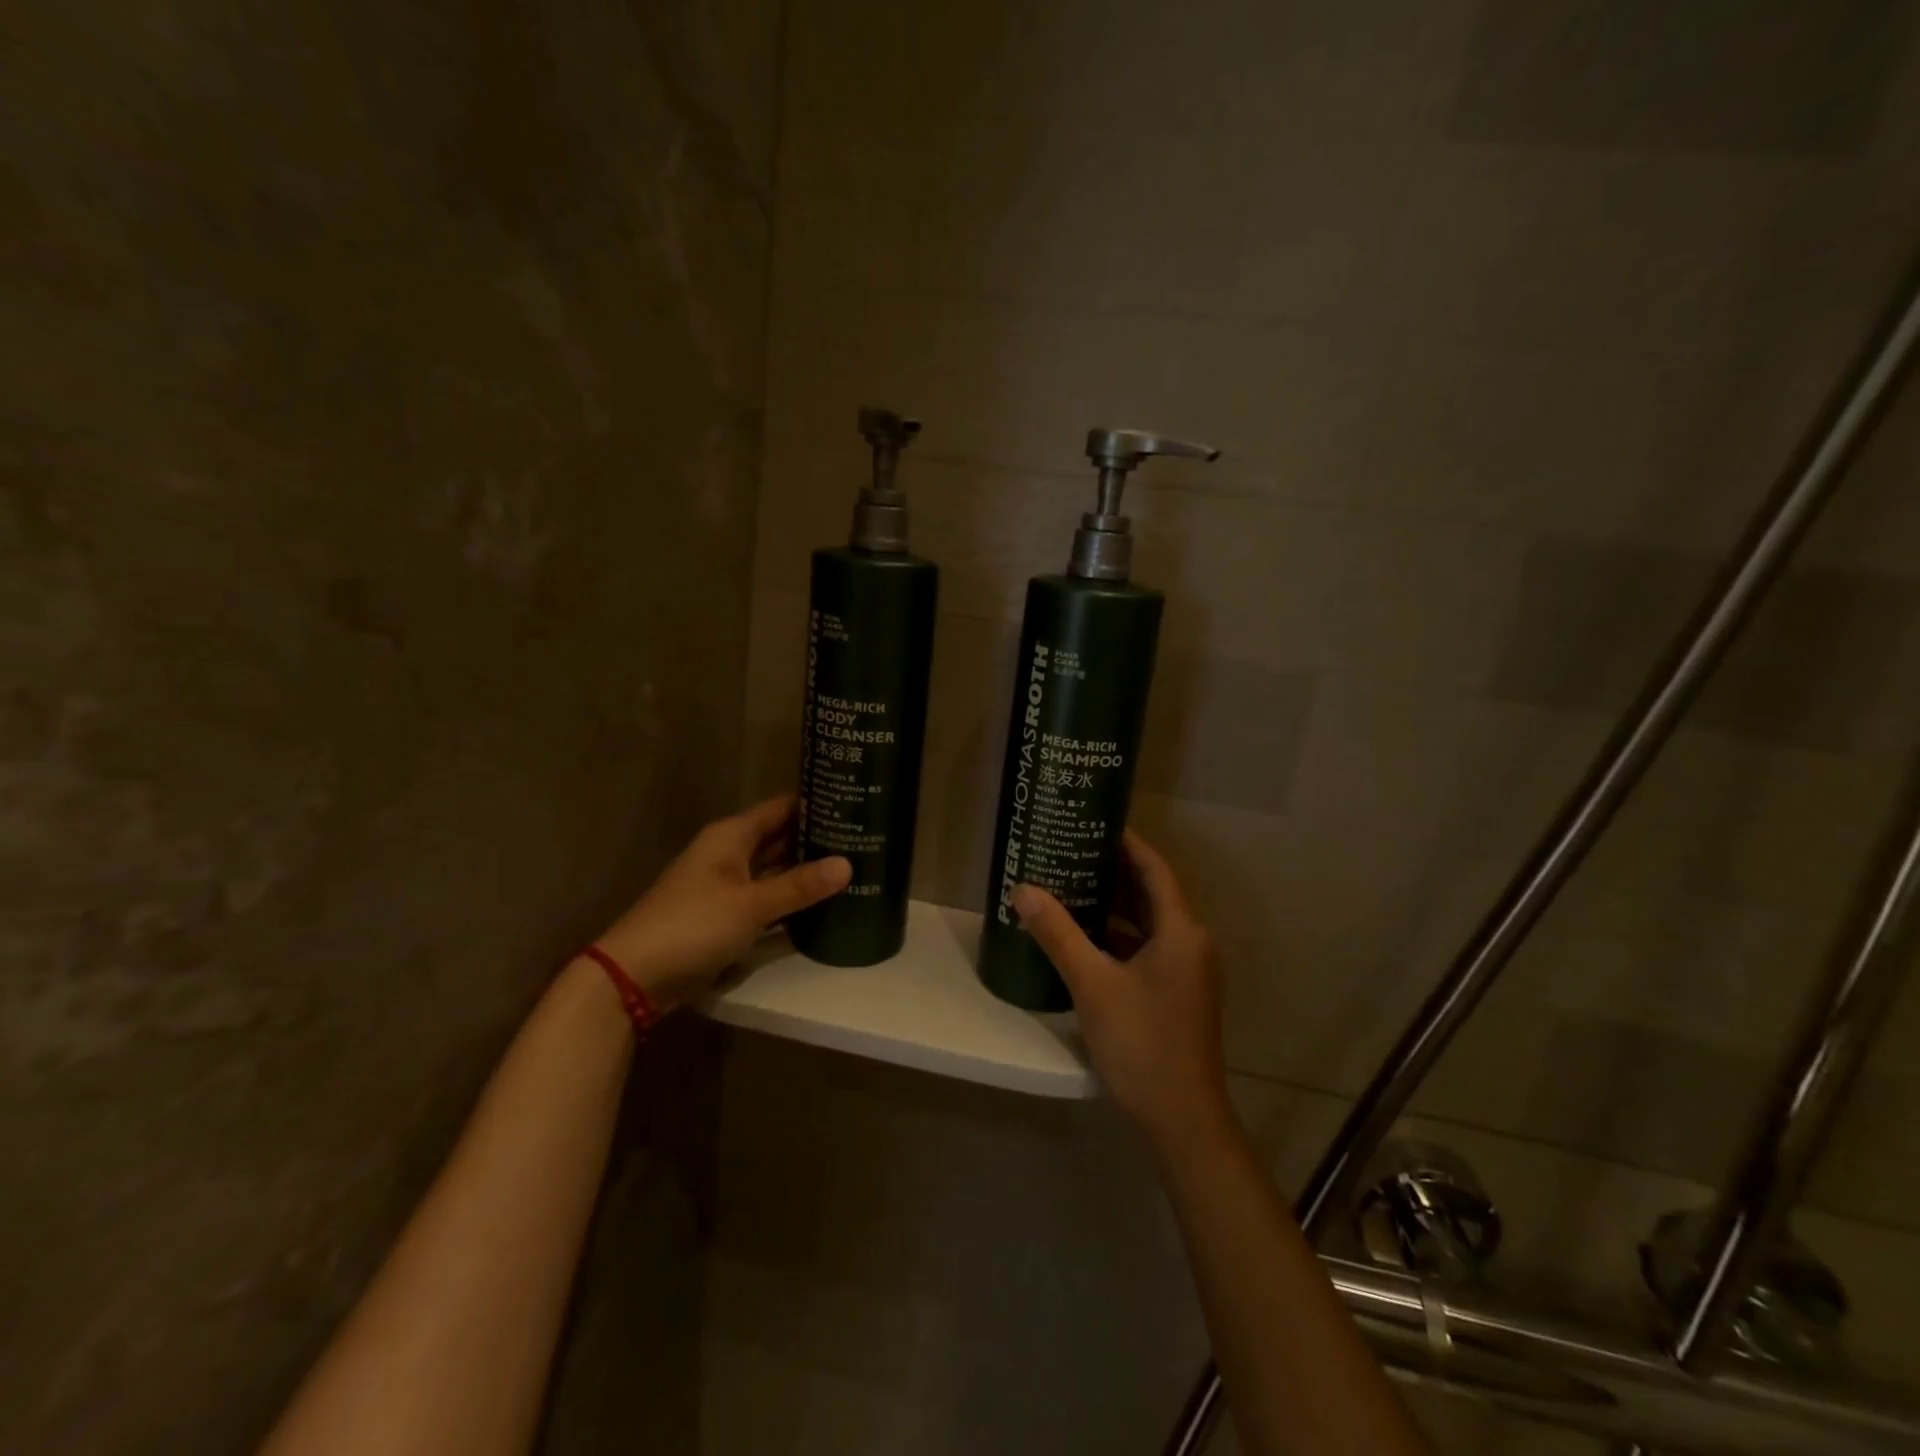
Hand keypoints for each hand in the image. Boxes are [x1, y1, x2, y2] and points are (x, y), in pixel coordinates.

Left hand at [594, 796, 850, 1010]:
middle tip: (865, 836)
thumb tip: (849, 864)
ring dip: (807, 870)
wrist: (636, 976)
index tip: (854, 800)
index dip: (815, 802)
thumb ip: (800, 885)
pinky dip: (792, 898)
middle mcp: (731, 853)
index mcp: (731, 836)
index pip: (782, 808)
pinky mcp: (728, 915)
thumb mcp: (751, 904)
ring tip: (855, 865)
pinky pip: (768, 897)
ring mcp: (729, 886)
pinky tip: (825, 901)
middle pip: (781, 838)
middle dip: (818, 838)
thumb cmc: (693, 924)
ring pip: (776, 869)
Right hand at [1013, 830, 1232, 1151]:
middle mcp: (1191, 942)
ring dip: (1114, 905)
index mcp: (1181, 931)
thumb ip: (1058, 934)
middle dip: (1113, 871)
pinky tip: (1084, 935)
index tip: (1093, 821)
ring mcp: (1187, 969)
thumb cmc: (1142, 1044)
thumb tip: (1023, 890)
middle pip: (1151, 892)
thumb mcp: (1093, 985)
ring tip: (1071, 884)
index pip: (1154, 868)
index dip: (1127, 842)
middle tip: (1071, 850)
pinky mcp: (1178, 991)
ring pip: (1148, 922)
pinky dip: (1119, 935)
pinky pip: (1148, 947)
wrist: (1183, 1119)